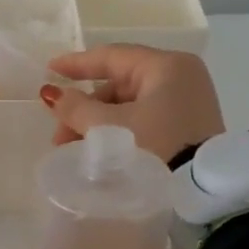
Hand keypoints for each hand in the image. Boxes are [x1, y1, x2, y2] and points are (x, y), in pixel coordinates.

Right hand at [40, 44, 226, 162]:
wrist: (200, 192)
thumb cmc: (154, 147)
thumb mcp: (108, 126)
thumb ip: (76, 108)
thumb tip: (53, 95)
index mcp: (166, 66)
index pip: (112, 57)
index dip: (76, 64)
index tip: (48, 71)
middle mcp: (181, 77)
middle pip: (119, 85)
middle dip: (85, 109)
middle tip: (60, 134)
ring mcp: (187, 102)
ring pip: (130, 104)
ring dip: (99, 123)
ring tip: (76, 149)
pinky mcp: (189, 126)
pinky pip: (145, 118)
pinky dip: (120, 130)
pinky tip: (100, 150)